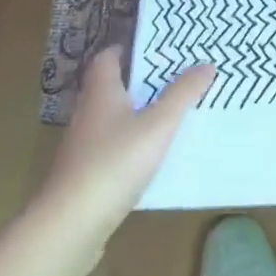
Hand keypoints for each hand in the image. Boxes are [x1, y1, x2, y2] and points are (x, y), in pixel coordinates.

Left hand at [30, 48, 213, 275]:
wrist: (69, 226)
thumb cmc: (114, 163)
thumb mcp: (158, 125)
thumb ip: (182, 94)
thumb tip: (206, 64)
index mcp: (101, 92)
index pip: (107, 58)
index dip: (126, 50)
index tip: (153, 49)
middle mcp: (87, 113)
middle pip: (110, 87)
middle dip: (138, 82)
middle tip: (171, 80)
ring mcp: (82, 147)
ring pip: (110, 120)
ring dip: (135, 116)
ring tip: (168, 117)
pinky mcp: (83, 177)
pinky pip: (109, 150)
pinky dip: (128, 146)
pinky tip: (150, 159)